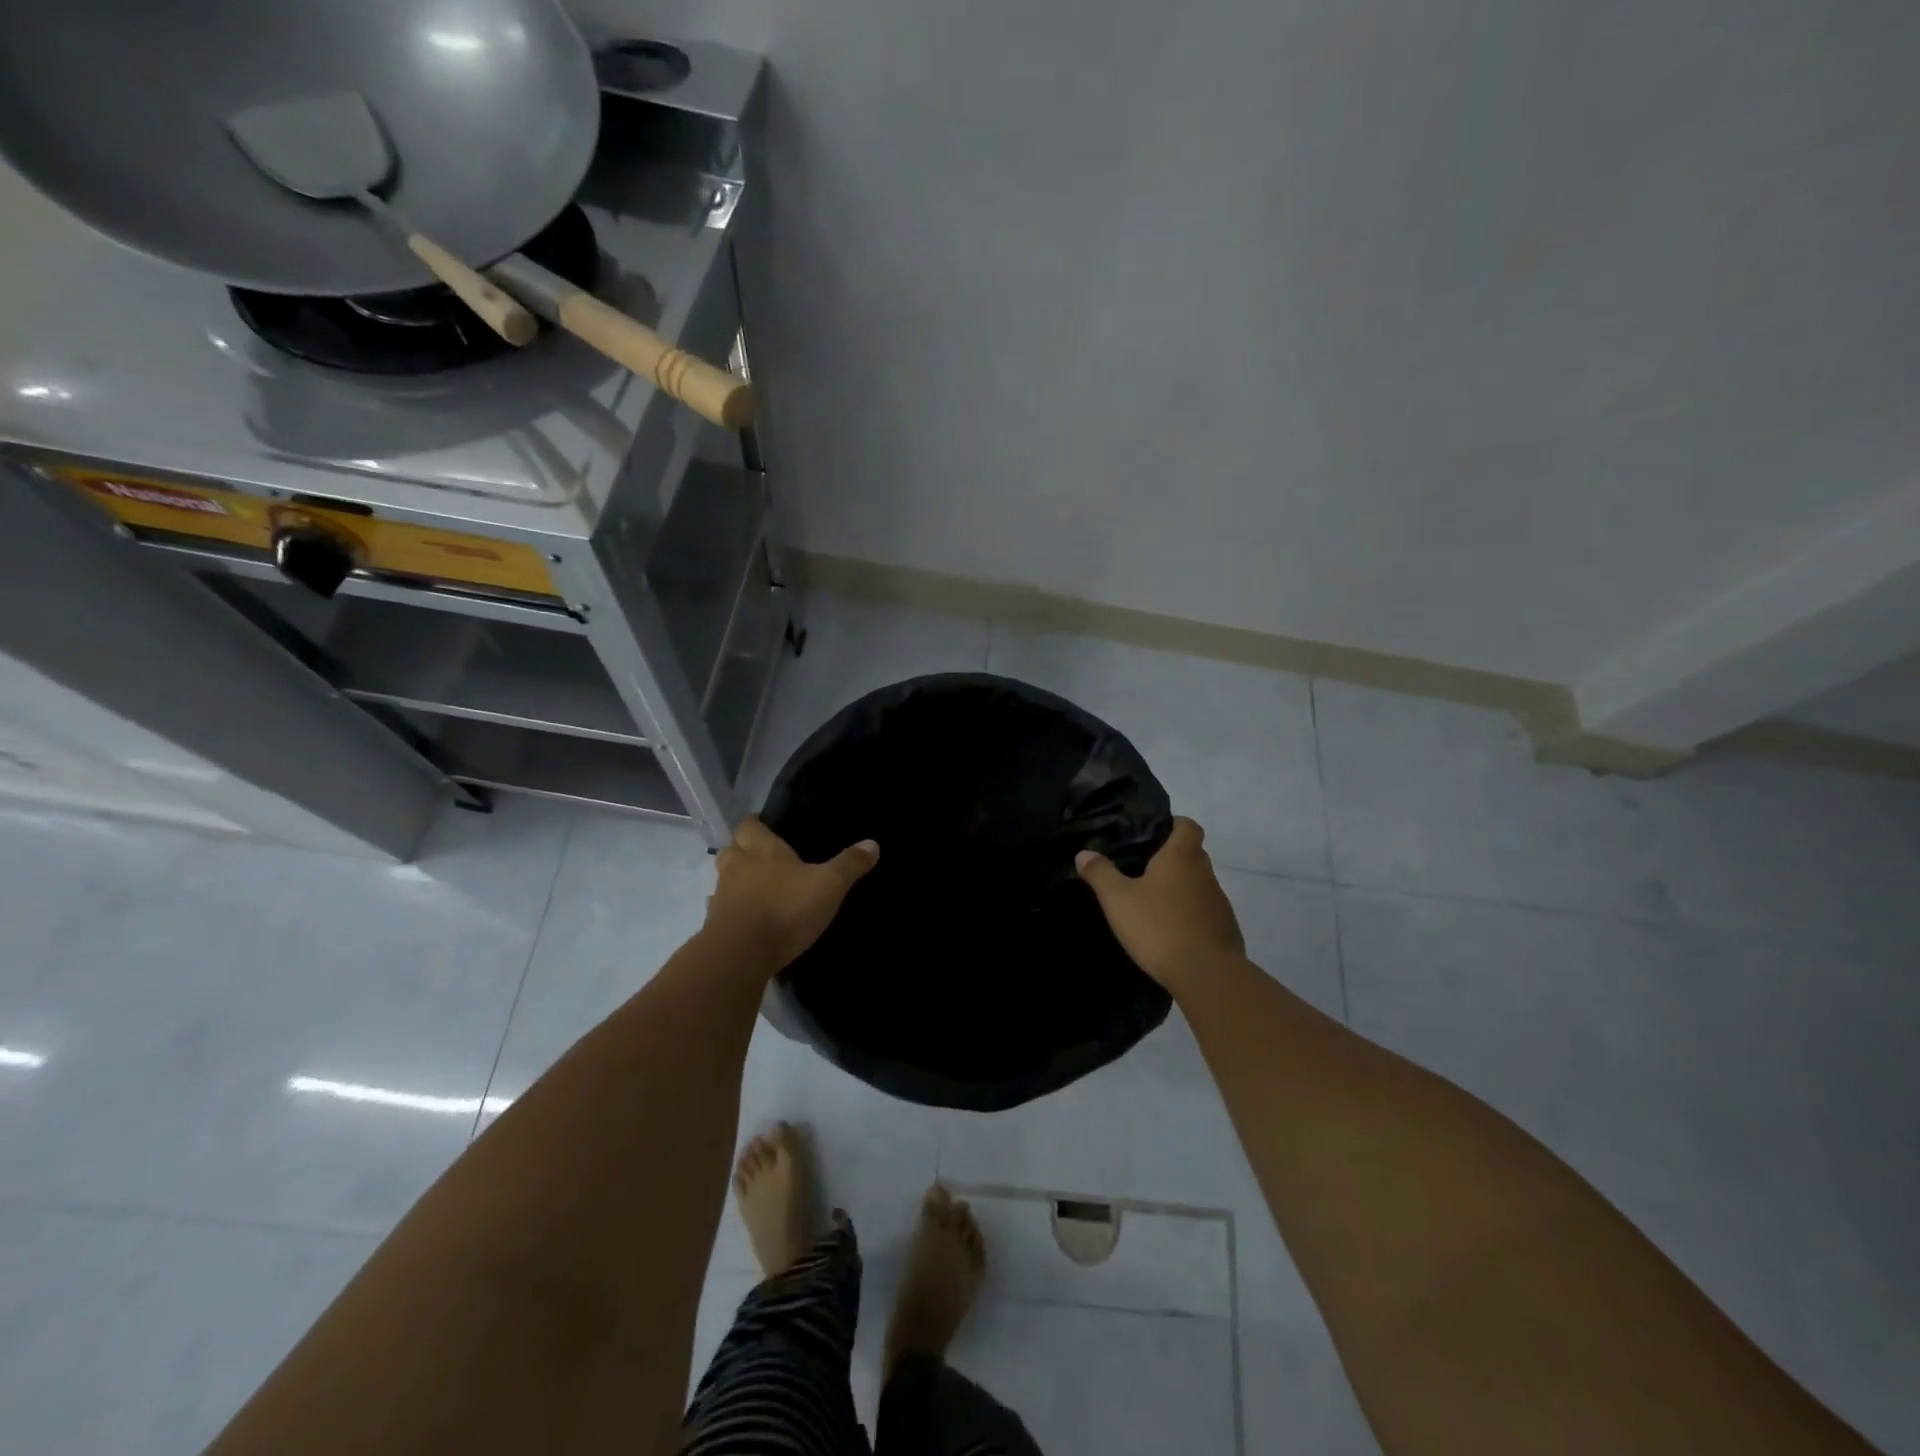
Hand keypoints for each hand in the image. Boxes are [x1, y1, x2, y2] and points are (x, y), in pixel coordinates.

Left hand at [705, 816, 878, 973]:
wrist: (741, 954)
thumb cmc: (786, 908)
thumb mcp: (829, 885)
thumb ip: (849, 865)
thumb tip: (873, 844)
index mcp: (762, 848)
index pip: (749, 824)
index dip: (757, 823)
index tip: (767, 826)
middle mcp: (736, 865)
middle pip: (732, 848)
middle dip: (744, 850)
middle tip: (764, 857)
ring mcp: (721, 895)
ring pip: (725, 878)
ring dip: (737, 880)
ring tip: (758, 888)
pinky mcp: (714, 923)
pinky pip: (721, 909)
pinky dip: (732, 909)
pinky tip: (747, 918)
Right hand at [1076, 817, 1243, 992]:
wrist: (1206, 974)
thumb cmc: (1159, 926)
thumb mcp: (1118, 899)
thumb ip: (1100, 873)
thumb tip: (1084, 853)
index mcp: (1182, 856)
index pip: (1187, 825)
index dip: (1173, 824)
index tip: (1152, 833)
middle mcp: (1205, 873)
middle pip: (1192, 854)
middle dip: (1171, 859)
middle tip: (1142, 870)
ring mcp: (1220, 902)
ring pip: (1199, 885)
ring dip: (1181, 890)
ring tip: (1153, 904)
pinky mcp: (1226, 930)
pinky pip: (1206, 913)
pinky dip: (1190, 916)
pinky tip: (1171, 932)